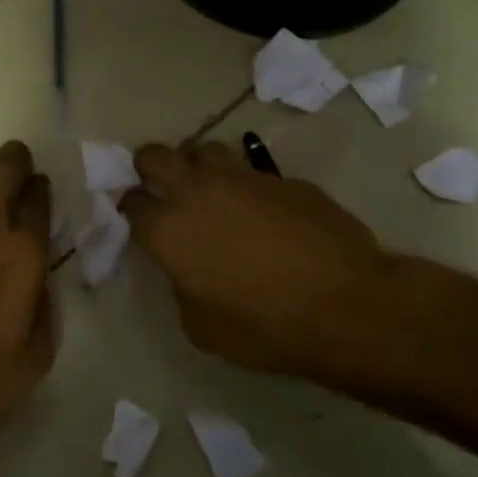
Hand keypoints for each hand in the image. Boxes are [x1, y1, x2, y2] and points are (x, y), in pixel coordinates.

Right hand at [120, 141, 392, 378]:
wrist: (346, 306)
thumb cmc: (264, 327)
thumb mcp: (201, 327)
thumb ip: (181, 286)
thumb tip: (187, 267)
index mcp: (169, 229)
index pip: (132, 201)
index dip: (130, 208)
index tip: (138, 217)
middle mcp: (197, 191)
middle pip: (155, 155)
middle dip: (149, 166)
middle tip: (160, 185)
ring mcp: (243, 177)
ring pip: (204, 149)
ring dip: (198, 166)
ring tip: (209, 190)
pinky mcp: (282, 178)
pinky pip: (251, 171)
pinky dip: (245, 185)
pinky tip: (262, 212)